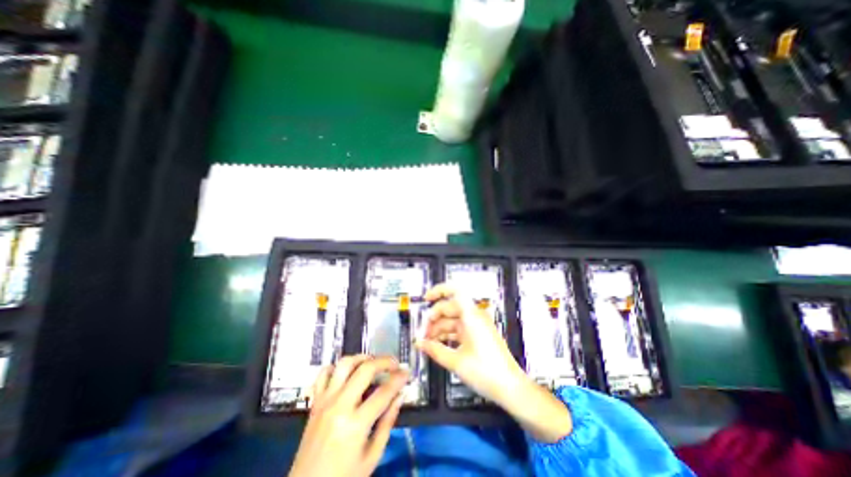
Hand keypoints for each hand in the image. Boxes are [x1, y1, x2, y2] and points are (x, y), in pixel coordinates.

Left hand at [289, 356, 407, 474]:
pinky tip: (347, 372)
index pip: (384, 392)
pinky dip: (337, 367)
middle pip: (365, 369)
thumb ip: (387, 422)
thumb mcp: (372, 457)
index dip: (399, 379)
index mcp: (355, 425)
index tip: (407, 373)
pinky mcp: (315, 402)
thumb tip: (400, 395)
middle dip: (384, 361)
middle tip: (394, 364)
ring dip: (362, 358)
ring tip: (373, 362)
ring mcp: (325, 401)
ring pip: (344, 364)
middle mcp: (339, 406)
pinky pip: (323, 374)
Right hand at [413, 284, 525, 405]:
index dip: (439, 291)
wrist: (511, 388)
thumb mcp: (456, 361)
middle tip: (422, 333)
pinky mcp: (478, 335)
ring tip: (427, 342)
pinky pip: (459, 328)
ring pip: (453, 319)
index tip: (426, 298)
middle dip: (434, 318)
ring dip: (439, 328)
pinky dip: (448, 334)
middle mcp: (475, 317)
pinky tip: (438, 345)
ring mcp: (477, 326)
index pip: (455, 291)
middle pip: (450, 308)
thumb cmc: (488, 372)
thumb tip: (419, 343)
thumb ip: (435, 350)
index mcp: (472, 316)